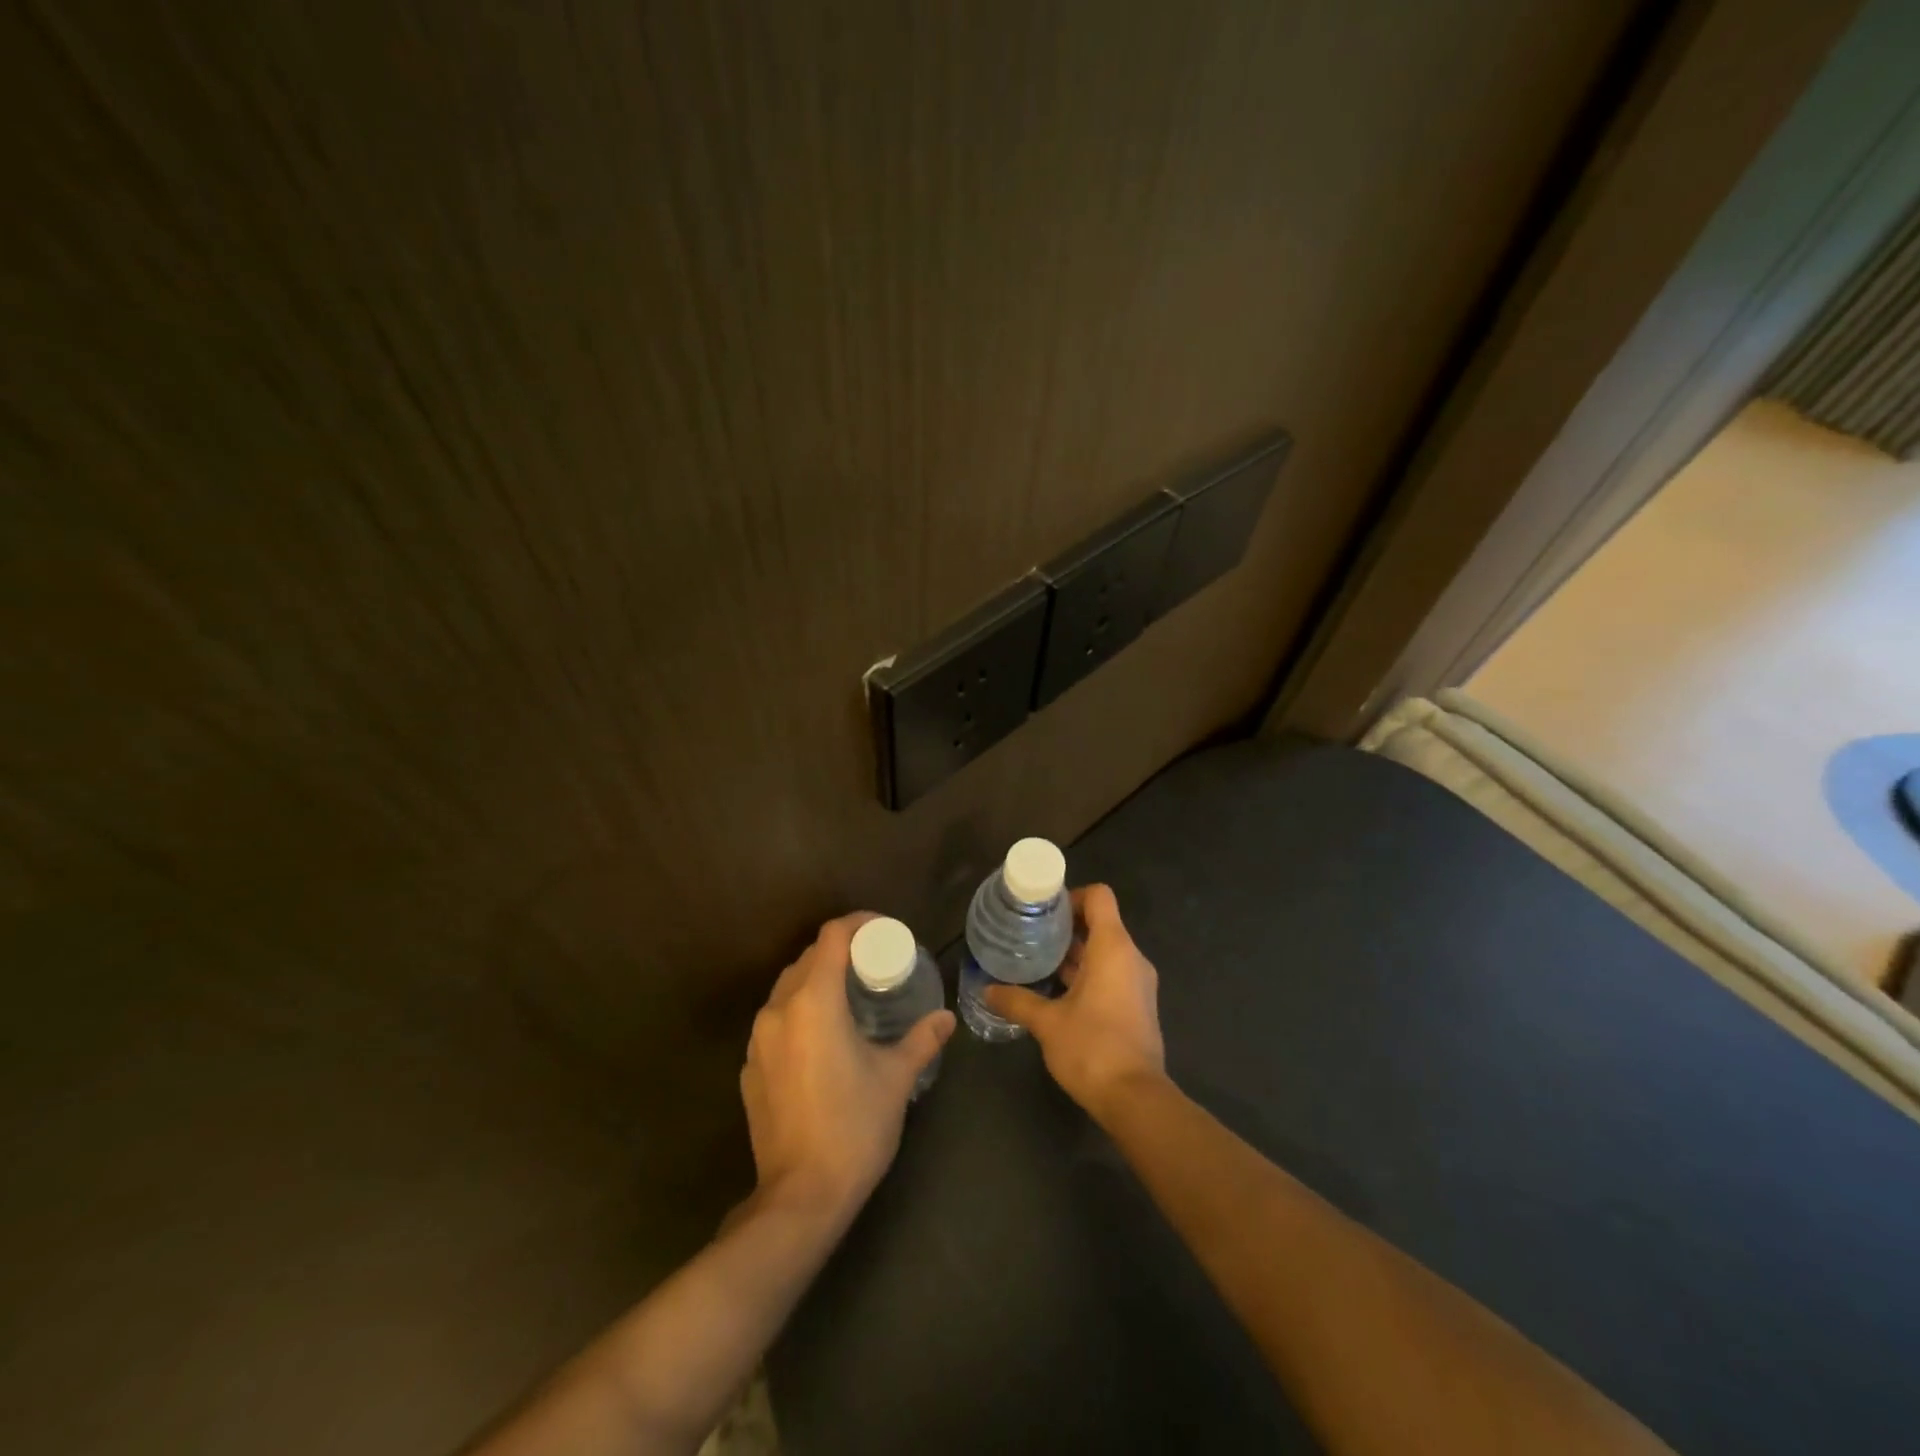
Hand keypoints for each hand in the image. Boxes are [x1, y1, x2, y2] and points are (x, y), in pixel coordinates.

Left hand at [740, 913, 955, 1225]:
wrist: (800, 1197)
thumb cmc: (854, 1126)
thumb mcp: (896, 1078)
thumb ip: (921, 1040)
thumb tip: (945, 1019)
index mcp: (813, 1001)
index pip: (831, 937)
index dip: (858, 924)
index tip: (883, 930)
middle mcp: (778, 1010)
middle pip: (807, 958)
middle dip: (840, 952)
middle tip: (873, 964)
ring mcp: (757, 1040)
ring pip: (787, 988)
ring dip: (817, 981)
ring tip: (849, 996)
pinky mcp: (749, 1068)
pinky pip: (775, 1022)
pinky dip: (799, 1013)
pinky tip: (822, 1039)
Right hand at [984, 884, 1165, 1120]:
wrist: (1135, 1099)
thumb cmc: (1092, 1048)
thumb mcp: (1047, 1022)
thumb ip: (1017, 1000)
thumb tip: (987, 990)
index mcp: (1113, 948)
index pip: (1099, 897)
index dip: (1072, 896)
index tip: (1043, 911)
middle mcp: (1131, 958)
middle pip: (1101, 923)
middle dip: (1066, 927)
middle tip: (1031, 935)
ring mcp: (1138, 983)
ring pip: (1105, 952)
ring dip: (1075, 953)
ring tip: (1038, 961)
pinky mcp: (1138, 1006)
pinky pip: (1112, 974)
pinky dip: (1087, 974)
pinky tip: (1057, 991)